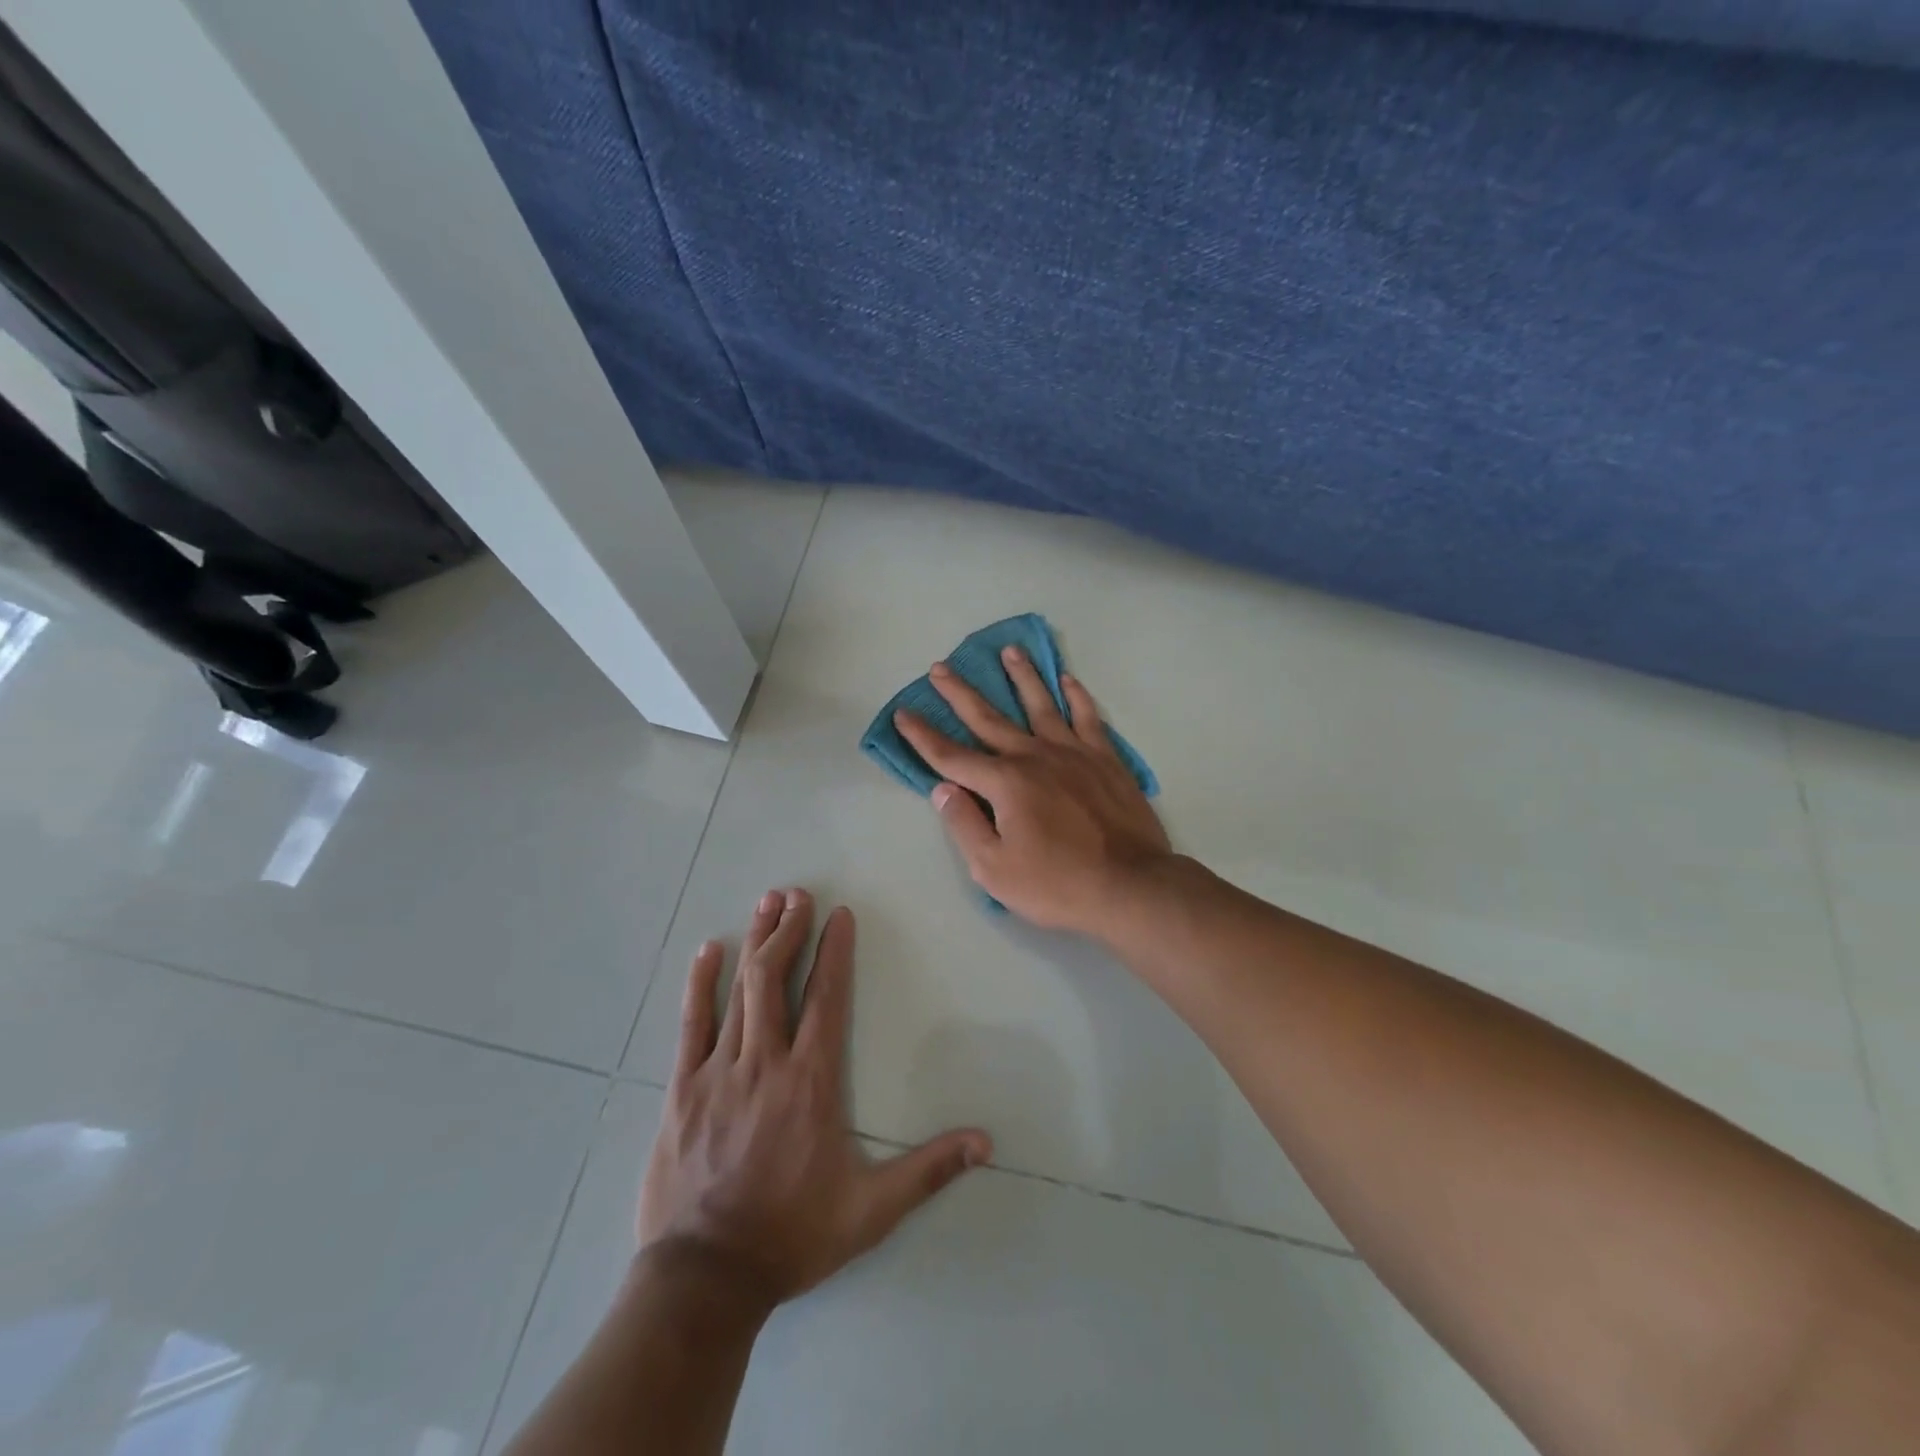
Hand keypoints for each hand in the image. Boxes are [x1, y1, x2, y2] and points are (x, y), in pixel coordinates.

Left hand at [638, 888, 991, 1308]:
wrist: (704, 1280)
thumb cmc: (791, 1236)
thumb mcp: (870, 1210)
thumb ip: (928, 1170)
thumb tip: (986, 1142)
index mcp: (810, 1082)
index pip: (826, 998)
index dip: (833, 952)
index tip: (839, 915)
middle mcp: (765, 1063)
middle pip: (776, 979)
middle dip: (788, 930)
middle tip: (796, 893)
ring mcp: (719, 1072)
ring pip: (738, 991)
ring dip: (754, 942)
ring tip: (766, 903)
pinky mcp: (682, 1089)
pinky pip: (691, 1024)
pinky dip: (700, 984)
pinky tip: (708, 951)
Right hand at [893, 646, 1171, 934]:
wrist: (1130, 885)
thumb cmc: (1057, 884)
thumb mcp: (994, 869)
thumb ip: (964, 824)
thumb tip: (942, 788)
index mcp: (1005, 783)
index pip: (952, 756)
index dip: (923, 736)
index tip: (903, 713)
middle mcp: (1034, 756)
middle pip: (989, 718)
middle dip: (960, 694)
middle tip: (940, 667)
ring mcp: (1073, 753)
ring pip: (1040, 704)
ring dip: (1022, 677)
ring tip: (1009, 651)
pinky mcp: (1105, 759)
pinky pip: (1087, 716)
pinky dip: (1076, 695)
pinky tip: (1067, 679)